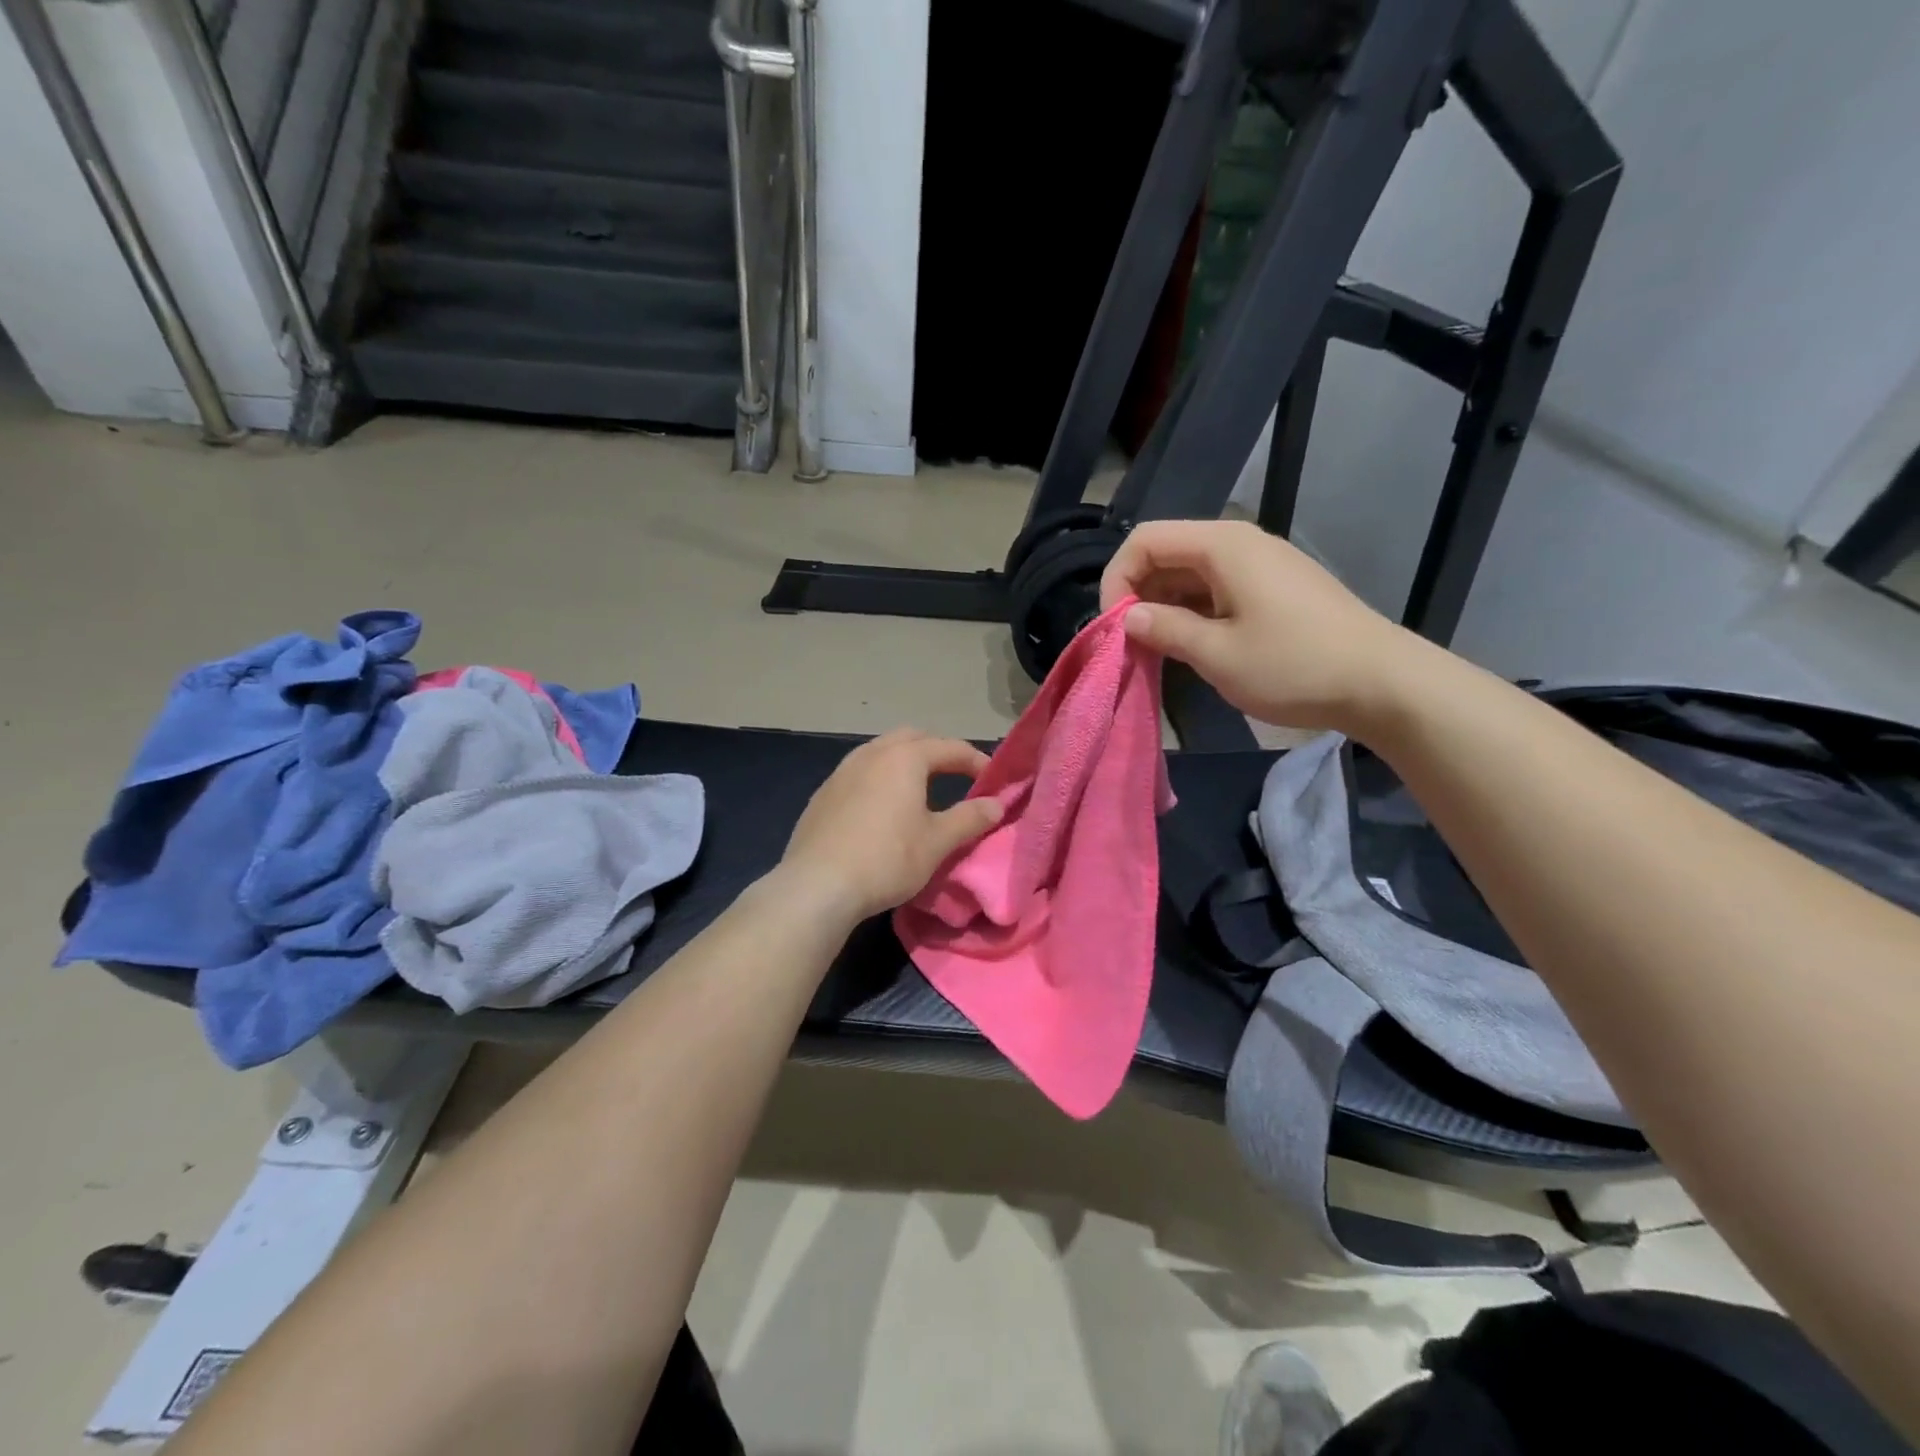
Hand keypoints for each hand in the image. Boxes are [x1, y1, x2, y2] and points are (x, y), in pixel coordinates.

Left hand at [778, 729, 1003, 922]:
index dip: (976, 761)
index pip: (950, 747)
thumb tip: (996, 804)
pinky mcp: (823, 794)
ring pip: (881, 751)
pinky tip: (882, 808)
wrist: (817, 885)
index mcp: (905, 758)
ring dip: (906, 762)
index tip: (993, 780)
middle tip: (957, 775)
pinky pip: (859, 773)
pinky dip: (880, 779)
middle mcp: (872, 753)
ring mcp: (842, 771)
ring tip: (920, 789)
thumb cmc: (887, 859)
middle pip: (912, 738)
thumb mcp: (937, 842)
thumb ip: (970, 818)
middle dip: (938, 751)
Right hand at [1100, 519, 1424, 732]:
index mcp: (1222, 546)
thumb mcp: (1217, 654)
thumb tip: (1128, 617)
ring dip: (1165, 607)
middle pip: (1167, 553)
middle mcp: (1239, 544)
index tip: (1115, 627)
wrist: (1383, 683)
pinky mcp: (1274, 588)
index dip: (1117, 579)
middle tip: (1132, 644)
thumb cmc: (1293, 665)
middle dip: (1139, 594)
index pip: (1145, 540)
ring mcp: (1260, 565)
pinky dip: (1193, 612)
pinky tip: (1192, 646)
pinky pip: (1217, 589)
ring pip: (1191, 574)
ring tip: (1158, 651)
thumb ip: (1165, 629)